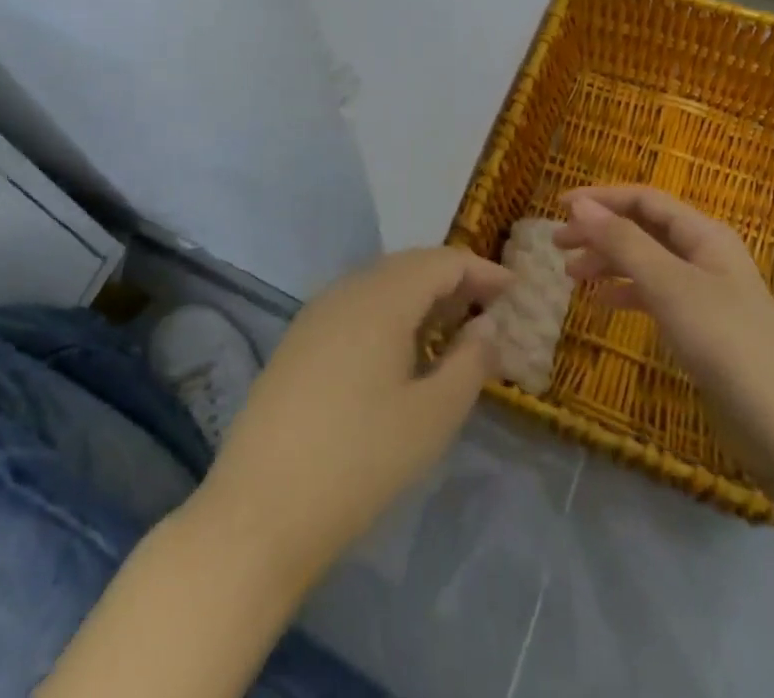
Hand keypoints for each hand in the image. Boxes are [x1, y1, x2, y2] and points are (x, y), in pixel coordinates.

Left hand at [193, 247, 512, 582]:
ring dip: (420, 294)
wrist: (258, 512)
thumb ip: (469, 363)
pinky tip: (400, 348)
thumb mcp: (432, 418)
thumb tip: (487, 325)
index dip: (482, 270)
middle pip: (409, 265)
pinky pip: (356, 305)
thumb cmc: (358, 463)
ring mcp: (316, 314)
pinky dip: (389, 311)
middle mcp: (346, 290)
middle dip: (452, 279)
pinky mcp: (298, 340)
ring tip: (451, 326)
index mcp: (381, 298)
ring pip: (380, 283)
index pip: (442, 262)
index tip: (515, 290)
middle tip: (488, 306)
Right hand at [554, 185, 773, 489]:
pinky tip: (601, 303)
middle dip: (599, 232)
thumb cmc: (726, 343)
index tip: (559, 208)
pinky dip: (626, 293)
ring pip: (646, 262)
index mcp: (704, 234)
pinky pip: (655, 295)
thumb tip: (581, 206)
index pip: (644, 200)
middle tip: (557, 246)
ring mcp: (705, 292)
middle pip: (643, 228)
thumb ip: (624, 242)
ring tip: (571, 276)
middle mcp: (704, 255)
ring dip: (608, 262)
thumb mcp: (669, 286)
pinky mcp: (702, 327)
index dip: (601, 199)